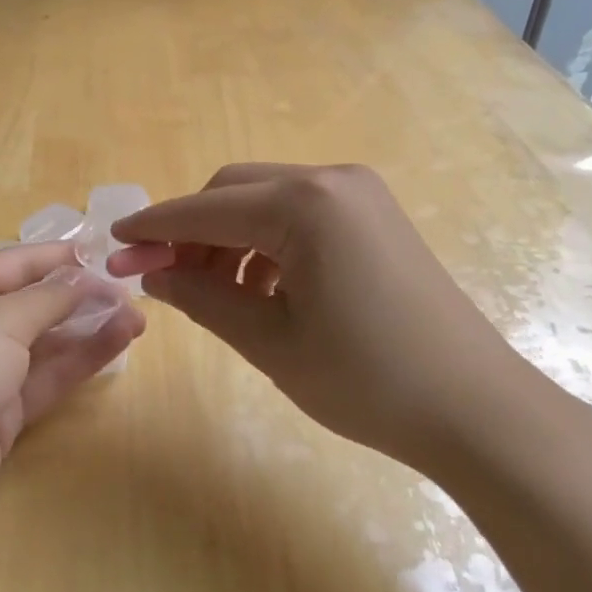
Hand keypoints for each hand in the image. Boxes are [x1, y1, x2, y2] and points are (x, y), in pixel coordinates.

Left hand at [0, 242, 144, 564]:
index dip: (59, 258)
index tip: (106, 252)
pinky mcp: (2, 416)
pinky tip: (118, 343)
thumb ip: (46, 301)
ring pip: (47, 343)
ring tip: (137, 316)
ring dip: (89, 328)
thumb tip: (83, 277)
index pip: (15, 264)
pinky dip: (81, 361)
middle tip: (132, 290)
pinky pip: (48, 379)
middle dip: (80, 295)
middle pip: (34, 303)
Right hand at [108, 163, 548, 472]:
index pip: (205, 209)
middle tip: (161, 278)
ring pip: (265, 201)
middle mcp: (331, 181)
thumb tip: (153, 276)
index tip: (113, 243)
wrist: (478, 410)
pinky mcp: (375, 216)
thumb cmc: (367, 379)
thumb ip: (202, 298)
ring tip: (211, 292)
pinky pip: (300, 215)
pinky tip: (260, 288)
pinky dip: (266, 243)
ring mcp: (360, 195)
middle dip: (190, 231)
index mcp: (304, 205)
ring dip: (227, 238)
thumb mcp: (269, 342)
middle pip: (233, 191)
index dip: (153, 228)